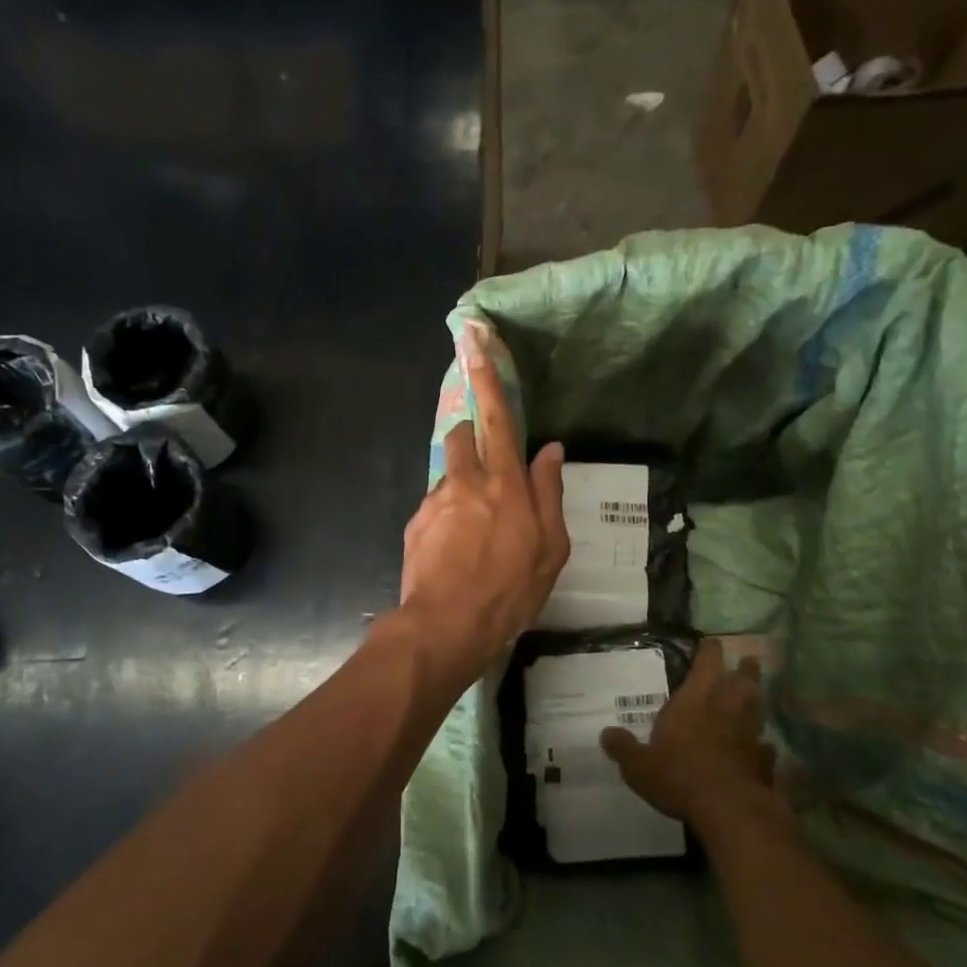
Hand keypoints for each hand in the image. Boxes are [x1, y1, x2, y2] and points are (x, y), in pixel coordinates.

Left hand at [399, 319, 569, 679]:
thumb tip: (551, 450)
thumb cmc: (509, 591)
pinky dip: (447, 517)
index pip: (497, 418)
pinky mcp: (415, 523)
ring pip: (447, 473)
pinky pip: (435, 506)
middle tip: (487, 477)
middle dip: (471, 438)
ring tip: (473, 531)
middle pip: (461, 436)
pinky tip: (455, 553)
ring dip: (461, 486)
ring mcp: (435, 502)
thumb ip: (549, 493)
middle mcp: (465, 482)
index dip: (487, 378)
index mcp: (504, 484)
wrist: (446, 626)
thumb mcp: (550, 548)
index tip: (474, 340)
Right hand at [601, 639, 775, 827]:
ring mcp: (750, 734)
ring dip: (757, 700)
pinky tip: (762, 748)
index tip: (712, 642)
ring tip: (755, 696)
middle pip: (743, 679)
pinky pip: (766, 747)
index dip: (710, 650)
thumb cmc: (678, 775)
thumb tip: (606, 734)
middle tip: (749, 660)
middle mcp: (727, 708)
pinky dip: (763, 745)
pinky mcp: (764, 761)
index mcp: (695, 699)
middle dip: (745, 668)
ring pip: (758, 707)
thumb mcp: (639, 765)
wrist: (728, 808)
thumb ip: (624, 748)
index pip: (707, 662)